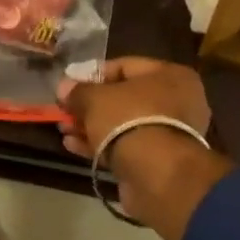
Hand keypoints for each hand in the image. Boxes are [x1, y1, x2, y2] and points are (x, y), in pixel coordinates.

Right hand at [56, 58, 227, 239]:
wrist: (155, 174)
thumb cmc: (129, 120)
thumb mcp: (96, 99)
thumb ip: (78, 91)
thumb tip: (64, 87)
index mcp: (170, 76)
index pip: (126, 66)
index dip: (93, 74)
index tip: (69, 85)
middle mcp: (176, 102)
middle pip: (124, 98)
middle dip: (90, 105)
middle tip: (65, 111)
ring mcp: (168, 134)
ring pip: (123, 124)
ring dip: (91, 127)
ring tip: (64, 129)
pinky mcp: (157, 161)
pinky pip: (125, 146)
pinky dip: (101, 145)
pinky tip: (73, 146)